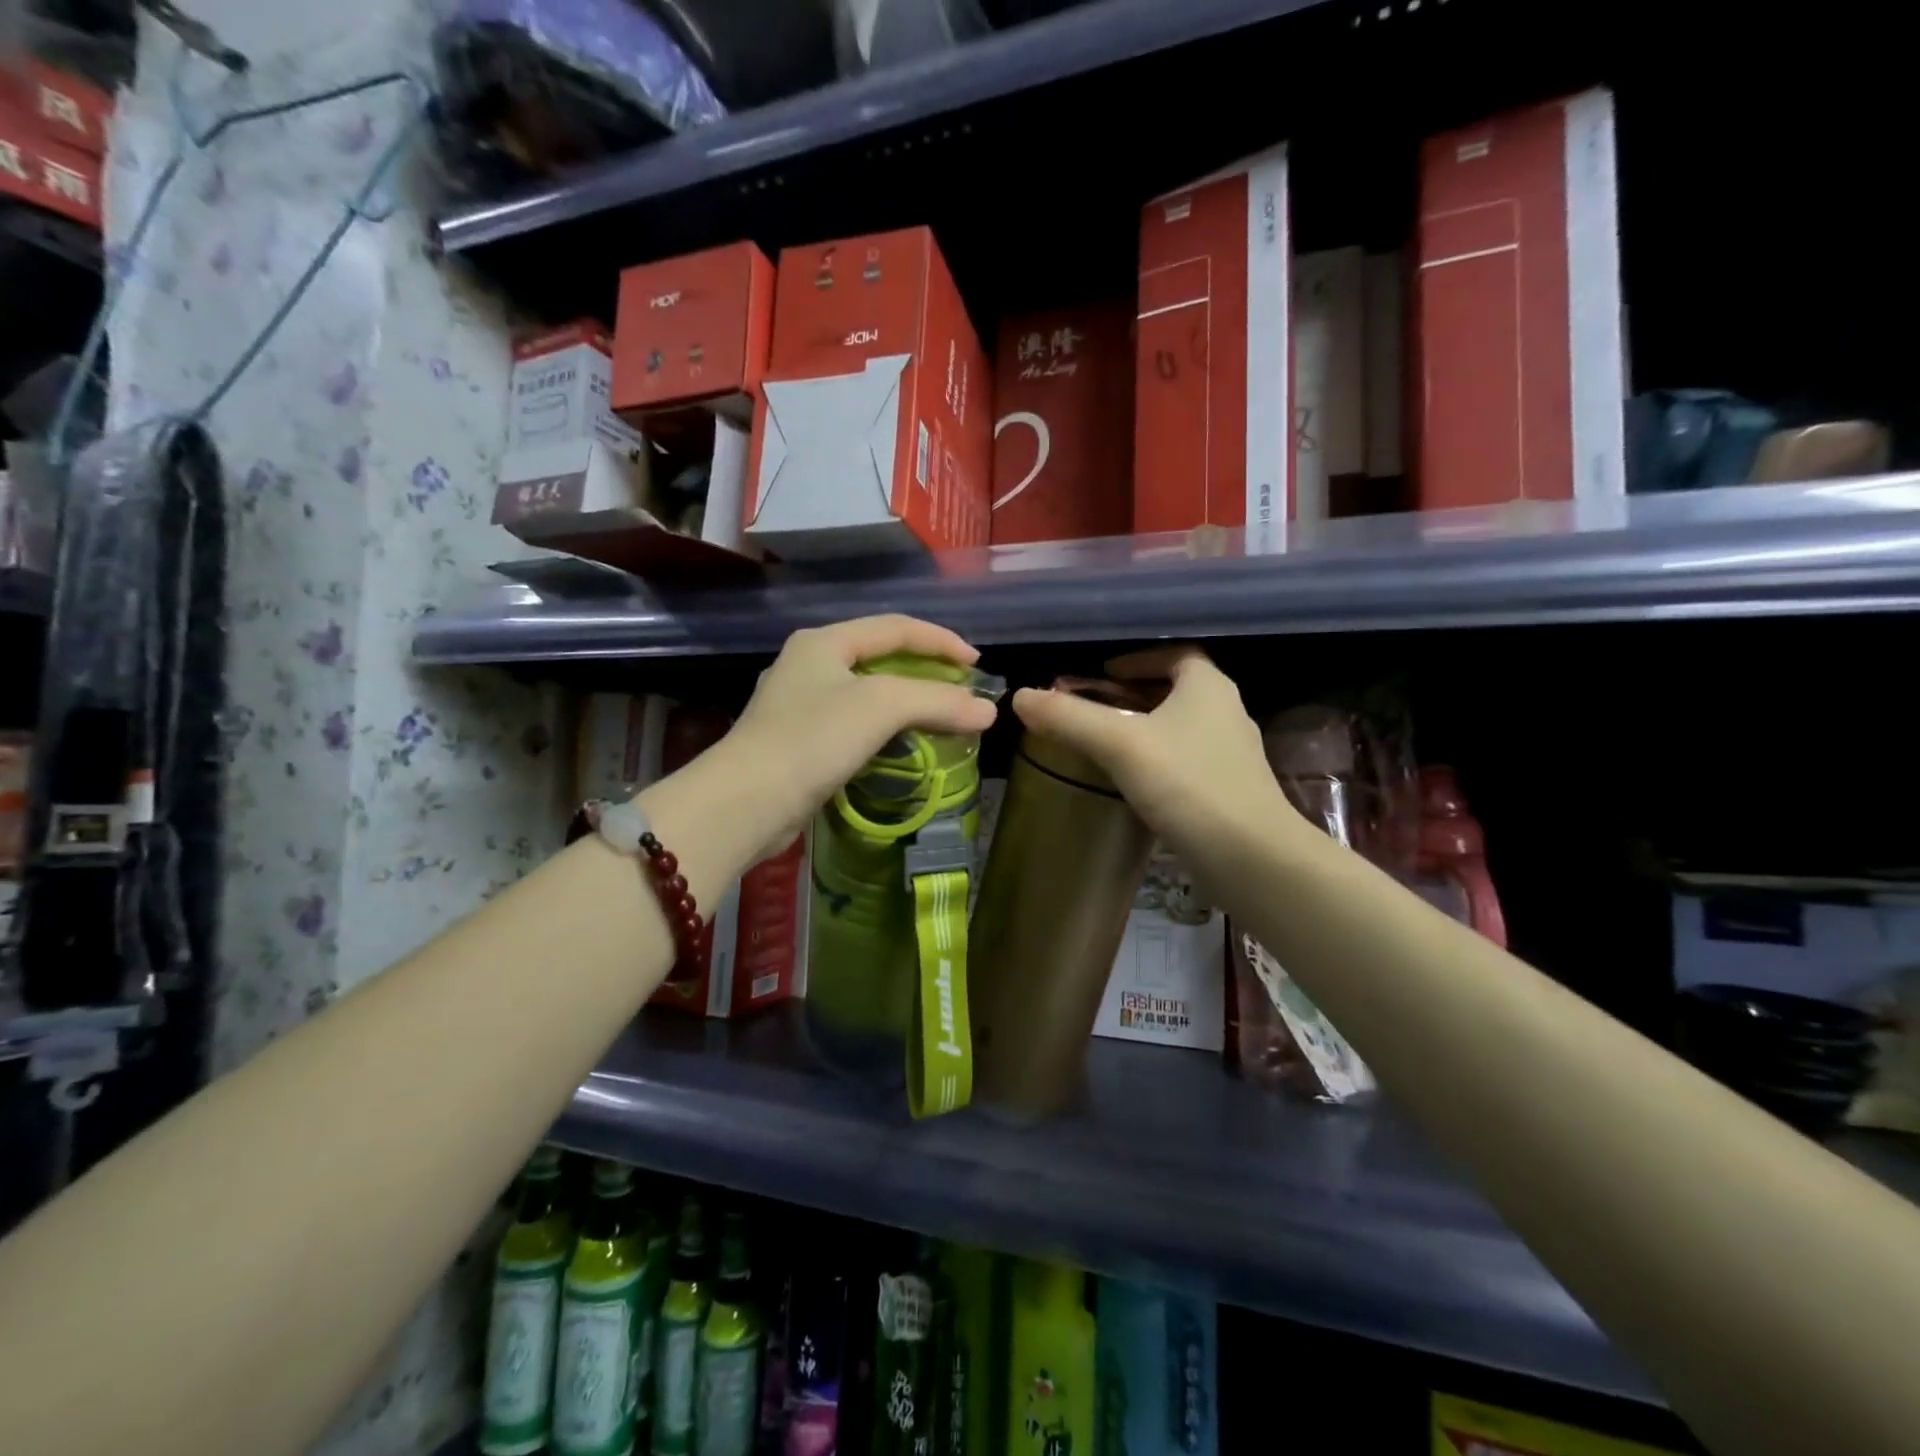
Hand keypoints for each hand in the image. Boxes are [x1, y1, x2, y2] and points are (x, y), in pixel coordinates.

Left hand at [721, 615, 998, 852]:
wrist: (746, 803)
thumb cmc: (813, 739)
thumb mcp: (882, 707)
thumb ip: (938, 701)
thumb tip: (989, 711)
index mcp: (824, 642)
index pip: (896, 627)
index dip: (941, 640)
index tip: (977, 665)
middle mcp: (809, 665)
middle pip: (880, 657)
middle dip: (925, 670)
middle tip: (962, 689)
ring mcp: (799, 705)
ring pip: (867, 693)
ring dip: (907, 702)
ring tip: (941, 717)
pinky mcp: (798, 743)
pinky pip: (854, 724)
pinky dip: (886, 729)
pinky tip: (903, 747)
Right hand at [1011, 648, 1298, 879]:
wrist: (1250, 856)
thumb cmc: (1187, 784)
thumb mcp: (1119, 744)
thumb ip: (1069, 718)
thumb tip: (1021, 698)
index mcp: (1207, 686)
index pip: (1174, 655)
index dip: (1137, 659)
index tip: (1102, 673)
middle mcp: (1226, 712)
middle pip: (1176, 691)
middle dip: (1134, 695)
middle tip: (1095, 709)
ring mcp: (1232, 754)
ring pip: (1181, 728)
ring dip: (1146, 730)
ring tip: (1106, 745)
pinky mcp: (1231, 791)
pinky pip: (1188, 762)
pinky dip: (1159, 762)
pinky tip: (1134, 784)